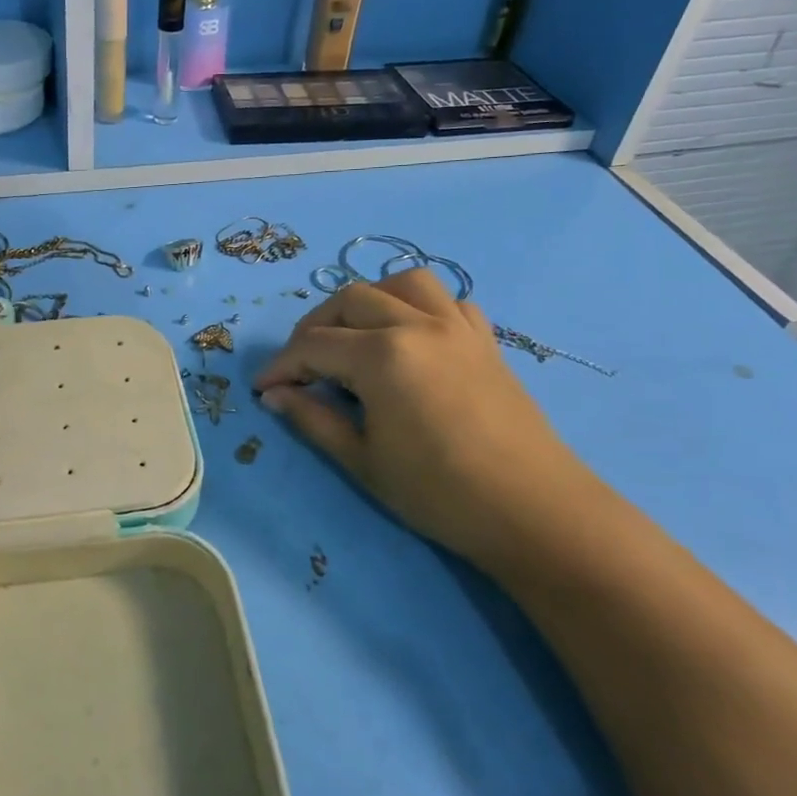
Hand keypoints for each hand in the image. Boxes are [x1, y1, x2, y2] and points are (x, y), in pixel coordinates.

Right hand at [254, 269, 608, 568]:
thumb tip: (275, 395)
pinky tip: (412, 338)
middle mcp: (418, 325)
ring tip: (355, 335)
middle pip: (350, 300)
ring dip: (370, 300)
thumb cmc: (439, 493)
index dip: (281, 365)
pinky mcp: (486, 341)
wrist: (533, 512)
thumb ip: (313, 419)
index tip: (263, 388)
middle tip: (302, 366)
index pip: (313, 345)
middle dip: (315, 328)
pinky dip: (421, 308)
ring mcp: (457, 328)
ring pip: (403, 282)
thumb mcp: (362, 461)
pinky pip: (449, 302)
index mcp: (382, 355)